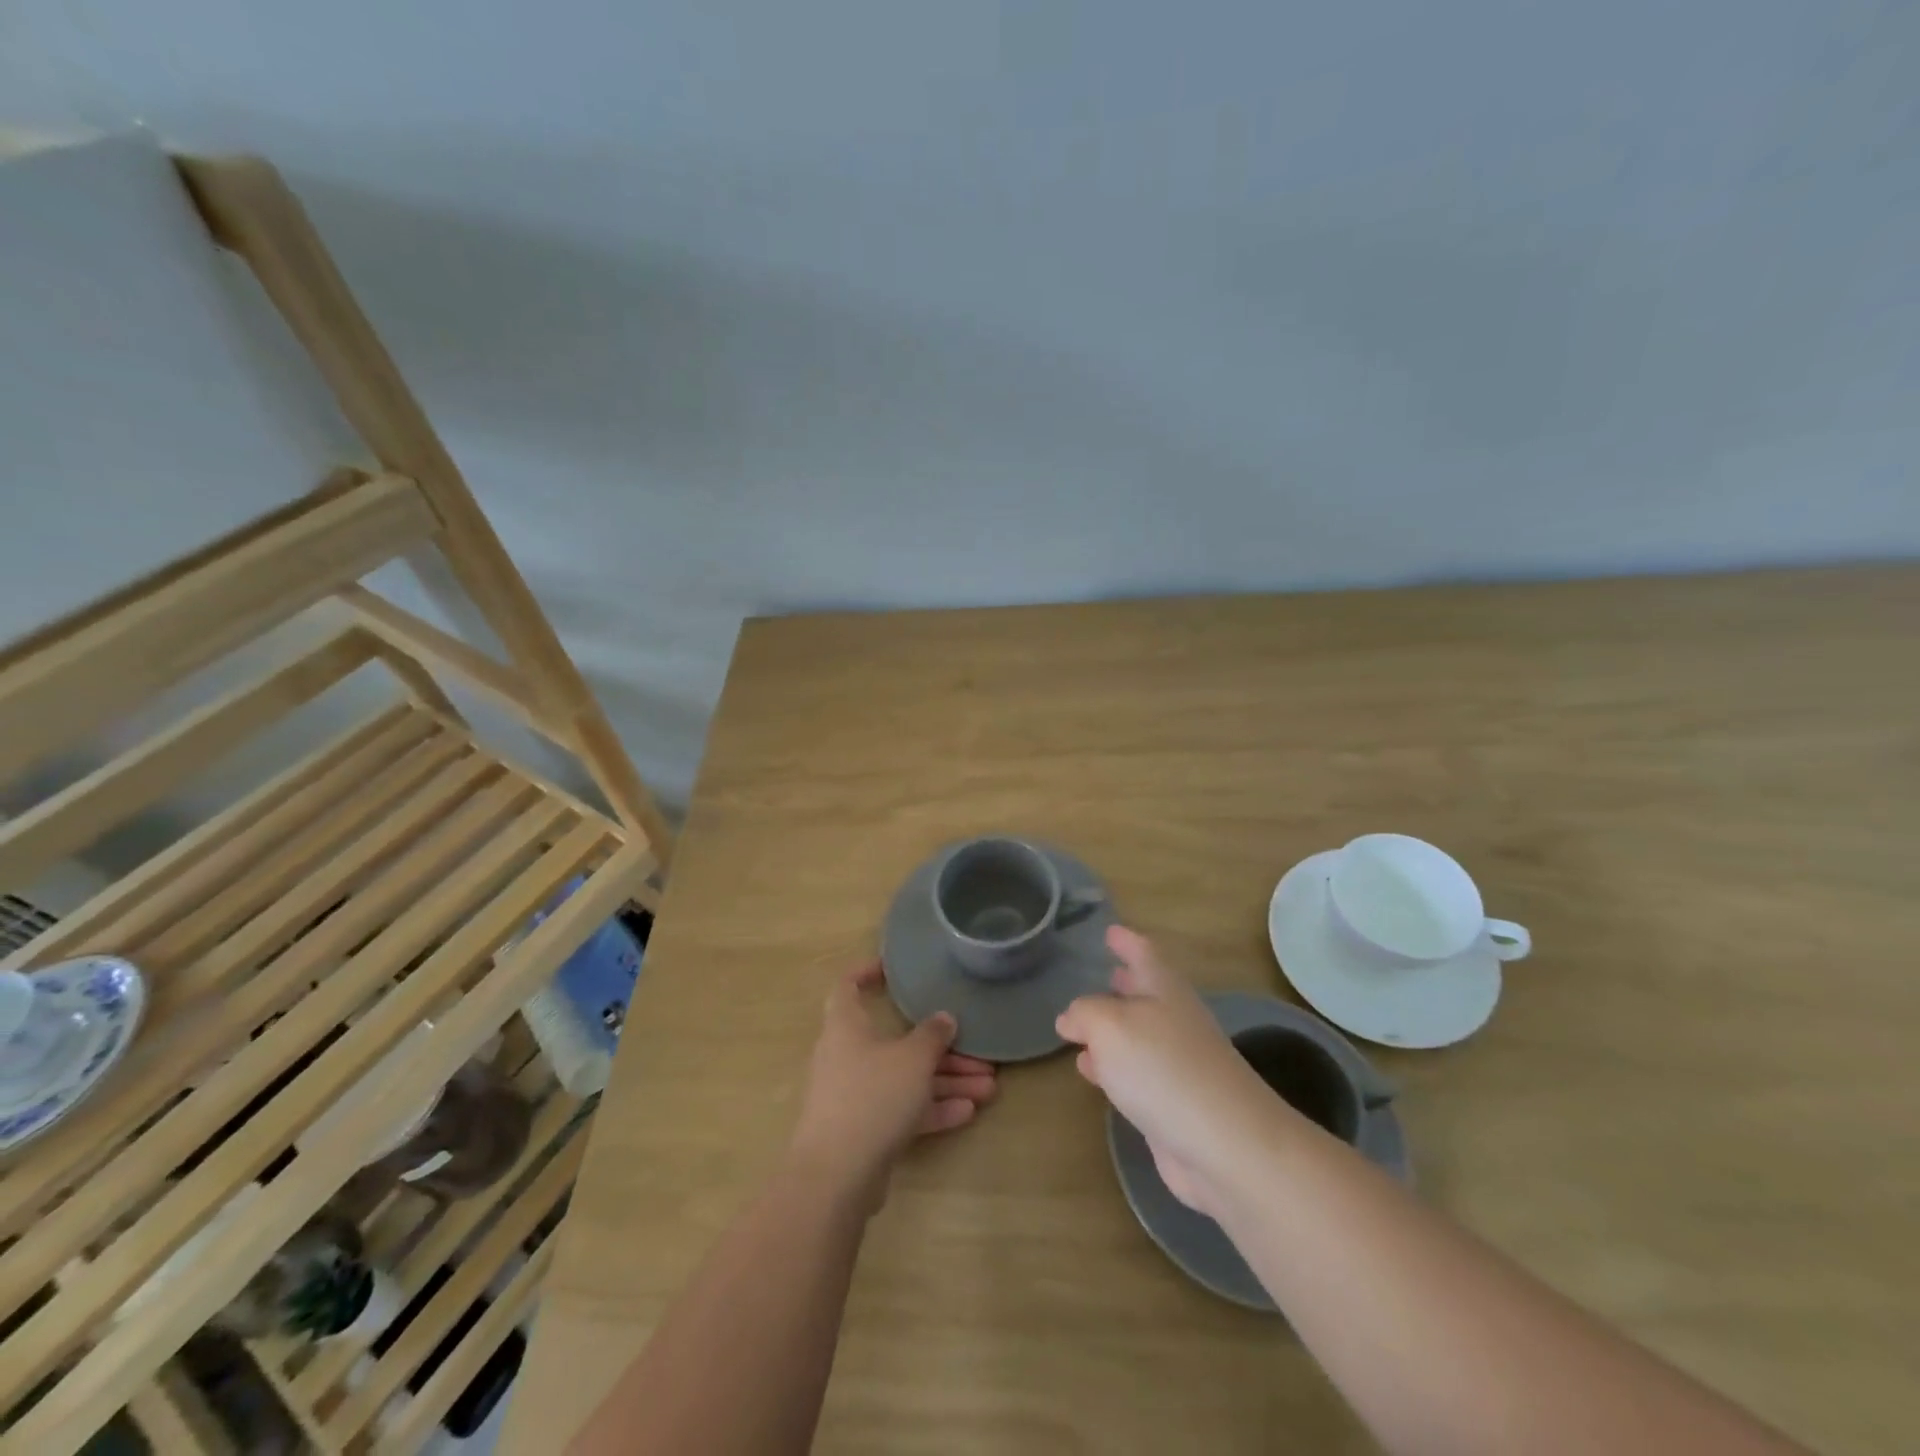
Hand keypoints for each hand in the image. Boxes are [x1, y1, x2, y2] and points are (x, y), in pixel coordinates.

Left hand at [788, 962, 996, 1203]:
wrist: (836, 1176)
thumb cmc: (871, 1096)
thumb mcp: (912, 1059)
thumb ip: (932, 1035)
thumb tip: (943, 1018)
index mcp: (846, 1026)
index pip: (848, 986)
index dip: (867, 972)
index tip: (894, 969)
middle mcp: (847, 1055)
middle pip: (896, 1041)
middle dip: (940, 1048)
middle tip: (979, 1053)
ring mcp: (855, 1095)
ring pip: (905, 1078)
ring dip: (946, 1081)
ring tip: (989, 1087)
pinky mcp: (864, 1130)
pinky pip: (902, 1110)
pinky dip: (932, 1109)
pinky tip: (968, 1112)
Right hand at [1056, 927, 1277, 1216]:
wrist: (1225, 1145)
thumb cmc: (1163, 1067)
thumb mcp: (1109, 1025)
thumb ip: (1084, 1014)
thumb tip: (1070, 1019)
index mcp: (1164, 990)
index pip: (1144, 953)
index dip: (1126, 940)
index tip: (1110, 930)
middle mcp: (1174, 1020)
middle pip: (1147, 993)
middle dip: (1124, 983)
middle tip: (1102, 973)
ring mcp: (1178, 1064)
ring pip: (1138, 1035)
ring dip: (1112, 1029)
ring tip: (1081, 1027)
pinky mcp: (1174, 1104)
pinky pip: (1135, 1073)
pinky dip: (1111, 1067)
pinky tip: (1091, 1071)